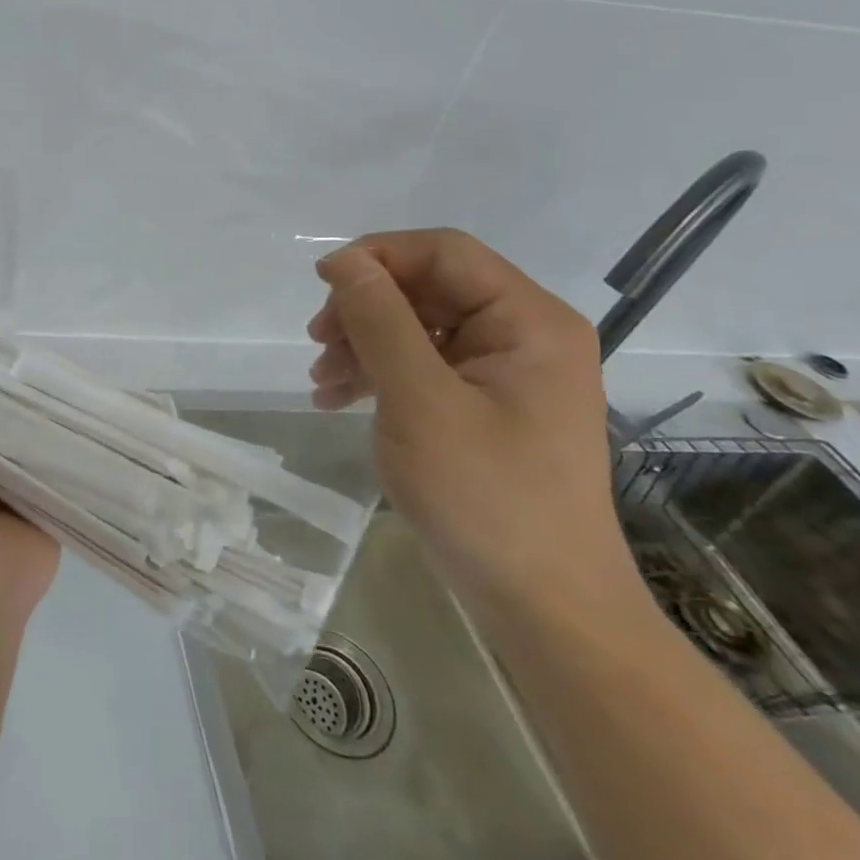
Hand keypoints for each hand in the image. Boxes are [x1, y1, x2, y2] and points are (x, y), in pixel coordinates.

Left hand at [0, 399, 59, 639]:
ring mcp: (17, 493)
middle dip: (12, 406)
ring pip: (32, 450)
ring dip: (43, 428)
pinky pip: (61, 474)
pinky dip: (68, 455)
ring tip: (66, 387)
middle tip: (37, 367)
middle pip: (0, 431)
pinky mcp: (47, 508)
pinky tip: (83, 424)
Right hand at [308, 230, 638, 616]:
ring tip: (320, 382)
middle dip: (364, 310)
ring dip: (363, 344)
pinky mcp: (486, 406)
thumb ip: (380, 320)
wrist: (543, 607)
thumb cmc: (485, 497)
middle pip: (427, 288)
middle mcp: (523, 335)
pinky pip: (424, 366)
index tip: (320, 285)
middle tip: (317, 344)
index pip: (444, 253)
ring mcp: (506, 373)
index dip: (377, 256)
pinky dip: (378, 375)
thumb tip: (344, 260)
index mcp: (528, 321)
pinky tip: (337, 399)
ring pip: (418, 327)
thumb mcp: (419, 400)